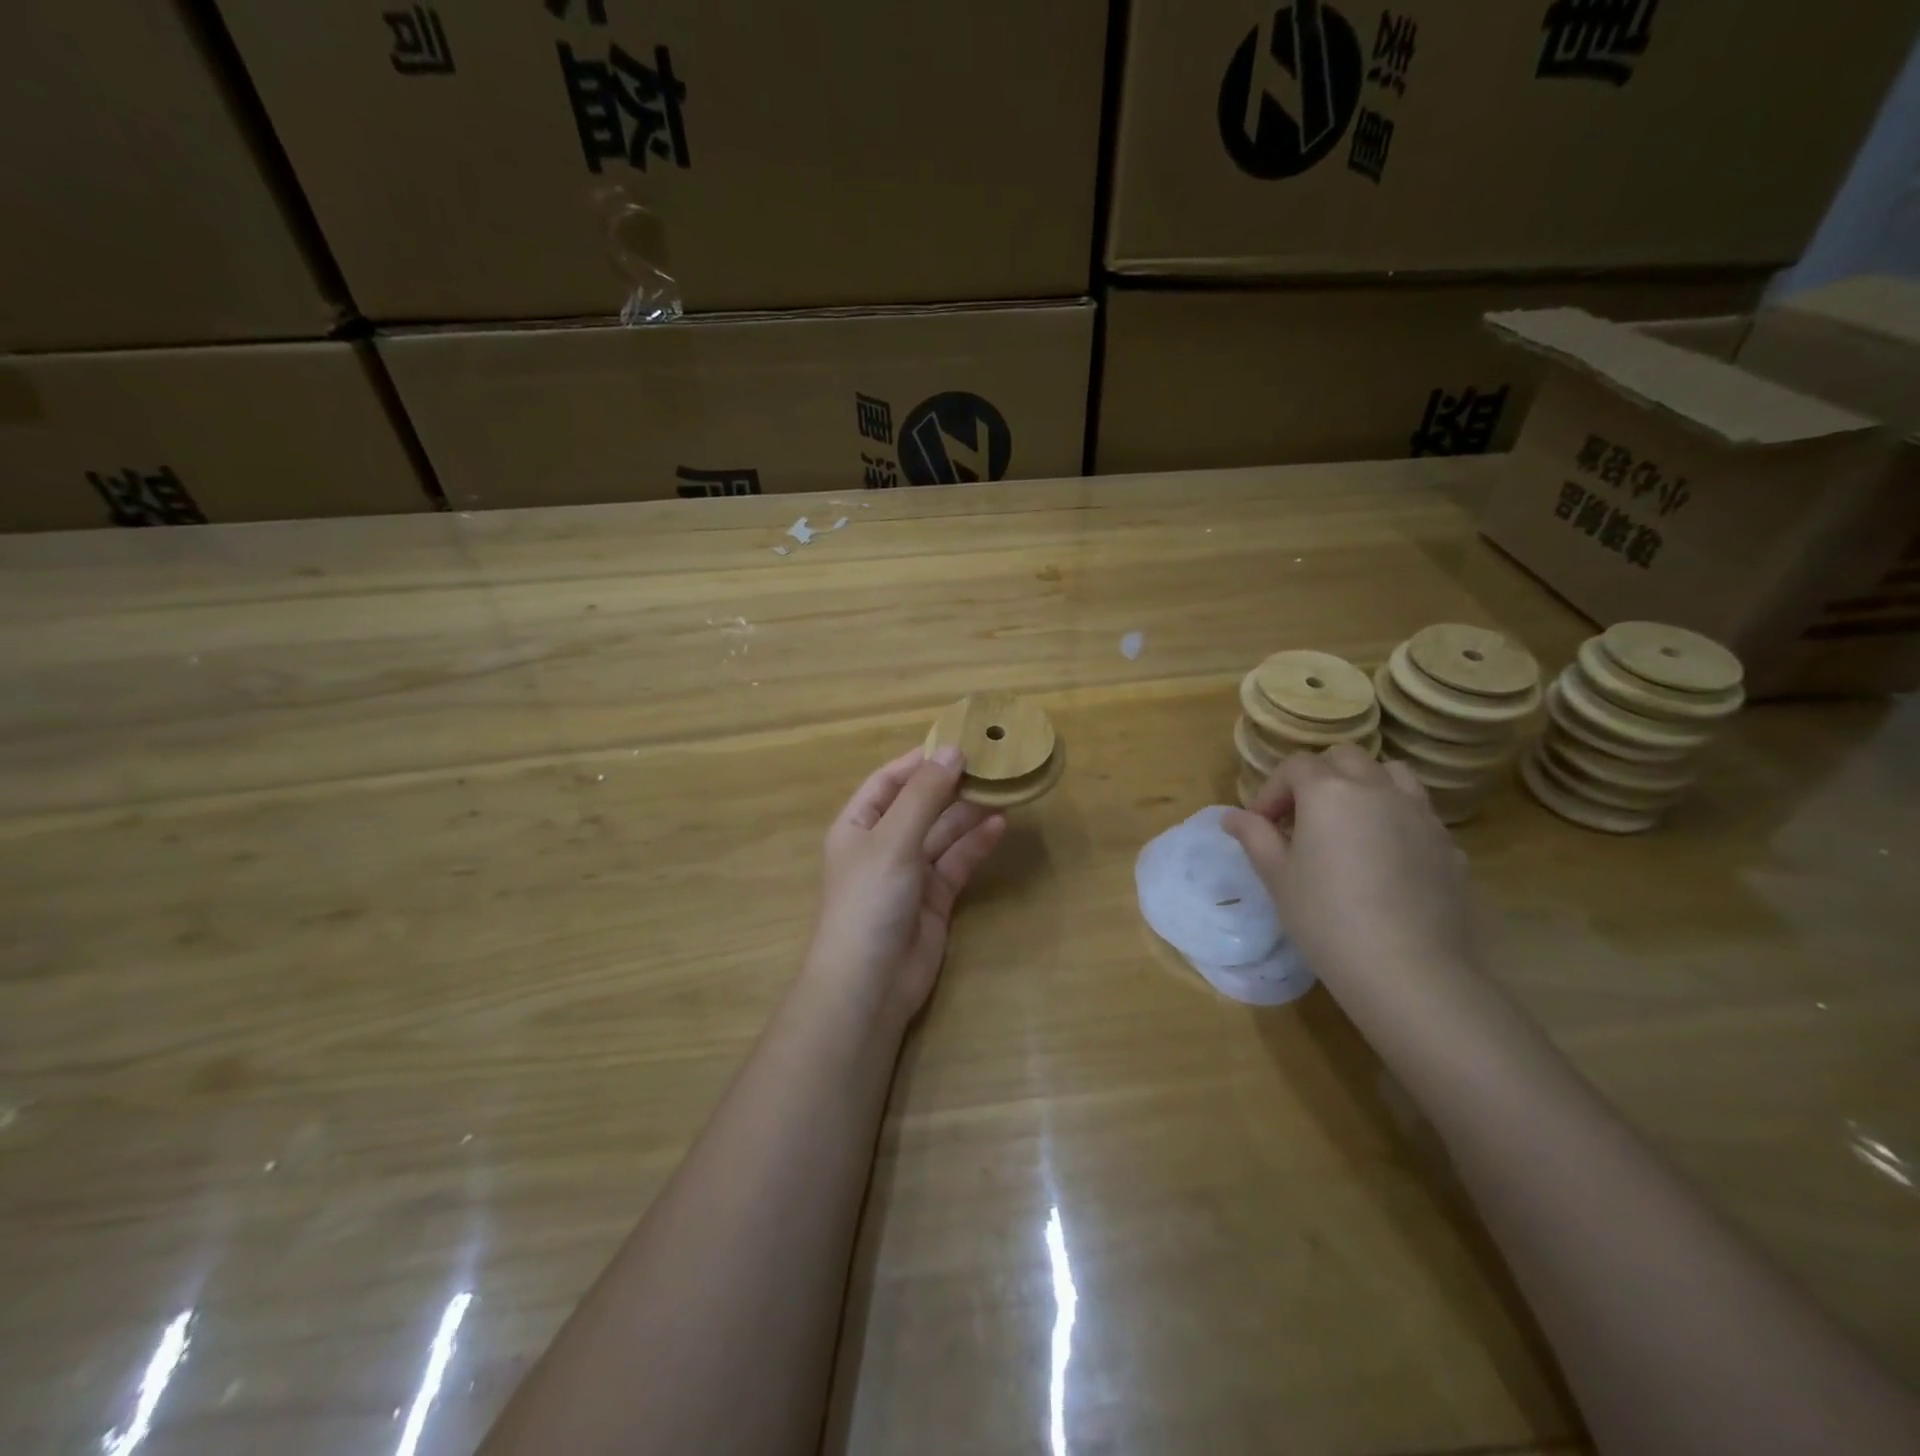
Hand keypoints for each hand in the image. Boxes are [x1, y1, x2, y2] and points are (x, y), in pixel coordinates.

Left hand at [805, 745, 1006, 1030]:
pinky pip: (956, 862)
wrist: (870, 984)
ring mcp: (909, 873)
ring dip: (969, 812)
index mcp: (857, 826)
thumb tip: (953, 750)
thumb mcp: (893, 840)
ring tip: (1003, 787)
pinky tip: (999, 824)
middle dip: (951, 785)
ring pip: (943, 833)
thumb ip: (924, 795)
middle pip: (920, 804)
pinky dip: (975, 844)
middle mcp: (882, 845)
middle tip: (991, 762)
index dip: (919, 760)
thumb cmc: (870, 901)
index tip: (957, 740)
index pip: (888, 781)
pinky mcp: (934, 898)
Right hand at [1223, 745, 1473, 996]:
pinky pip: (1418, 812)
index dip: (1272, 790)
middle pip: (1345, 758)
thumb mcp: (1277, 877)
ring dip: (1364, 785)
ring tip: (1349, 822)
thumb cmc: (1325, 918)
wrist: (1406, 968)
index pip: (1295, 766)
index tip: (1261, 824)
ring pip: (1391, 773)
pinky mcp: (1447, 844)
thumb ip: (1255, 837)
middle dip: (1318, 777)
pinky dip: (1395, 818)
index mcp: (1329, 792)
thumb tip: (1232, 817)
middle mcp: (1377, 789)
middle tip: (1301, 817)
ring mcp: (1419, 814)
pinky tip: (1385, 857)